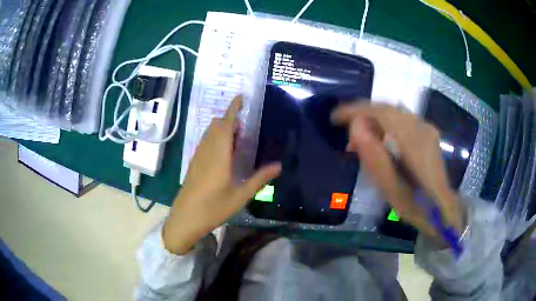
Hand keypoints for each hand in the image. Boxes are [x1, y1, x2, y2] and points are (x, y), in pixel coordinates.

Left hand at [163, 96, 280, 254]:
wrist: (185, 218)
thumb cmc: (214, 208)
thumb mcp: (240, 195)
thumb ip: (259, 178)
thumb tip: (278, 166)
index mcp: (219, 154)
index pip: (225, 124)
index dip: (233, 108)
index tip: (241, 97)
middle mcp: (206, 150)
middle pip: (216, 125)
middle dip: (229, 118)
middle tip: (245, 124)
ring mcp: (198, 156)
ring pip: (209, 133)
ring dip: (222, 128)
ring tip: (237, 136)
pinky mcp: (194, 163)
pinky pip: (205, 141)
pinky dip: (216, 137)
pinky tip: (224, 152)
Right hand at [332, 103, 463, 243]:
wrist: (442, 208)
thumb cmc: (416, 205)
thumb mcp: (391, 189)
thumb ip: (374, 157)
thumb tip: (355, 126)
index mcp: (414, 142)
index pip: (381, 112)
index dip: (355, 110)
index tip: (335, 118)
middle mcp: (422, 128)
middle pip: (387, 108)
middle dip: (362, 115)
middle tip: (345, 132)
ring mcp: (427, 128)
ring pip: (394, 112)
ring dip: (373, 120)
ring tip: (359, 140)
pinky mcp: (427, 132)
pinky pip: (401, 119)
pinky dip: (385, 124)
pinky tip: (378, 139)